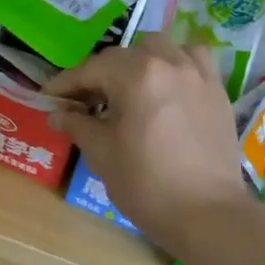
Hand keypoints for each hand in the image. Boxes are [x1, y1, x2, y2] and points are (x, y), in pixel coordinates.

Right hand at [44, 37, 252, 250]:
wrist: (208, 215)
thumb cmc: (147, 184)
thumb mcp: (102, 154)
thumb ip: (77, 125)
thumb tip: (57, 114)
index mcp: (136, 75)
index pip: (90, 70)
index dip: (65, 83)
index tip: (48, 96)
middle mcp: (168, 63)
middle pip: (122, 56)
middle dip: (98, 74)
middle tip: (83, 101)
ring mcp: (197, 74)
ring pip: (160, 49)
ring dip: (138, 61)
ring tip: (127, 87)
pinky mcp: (217, 91)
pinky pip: (193, 60)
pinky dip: (175, 63)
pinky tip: (167, 84)